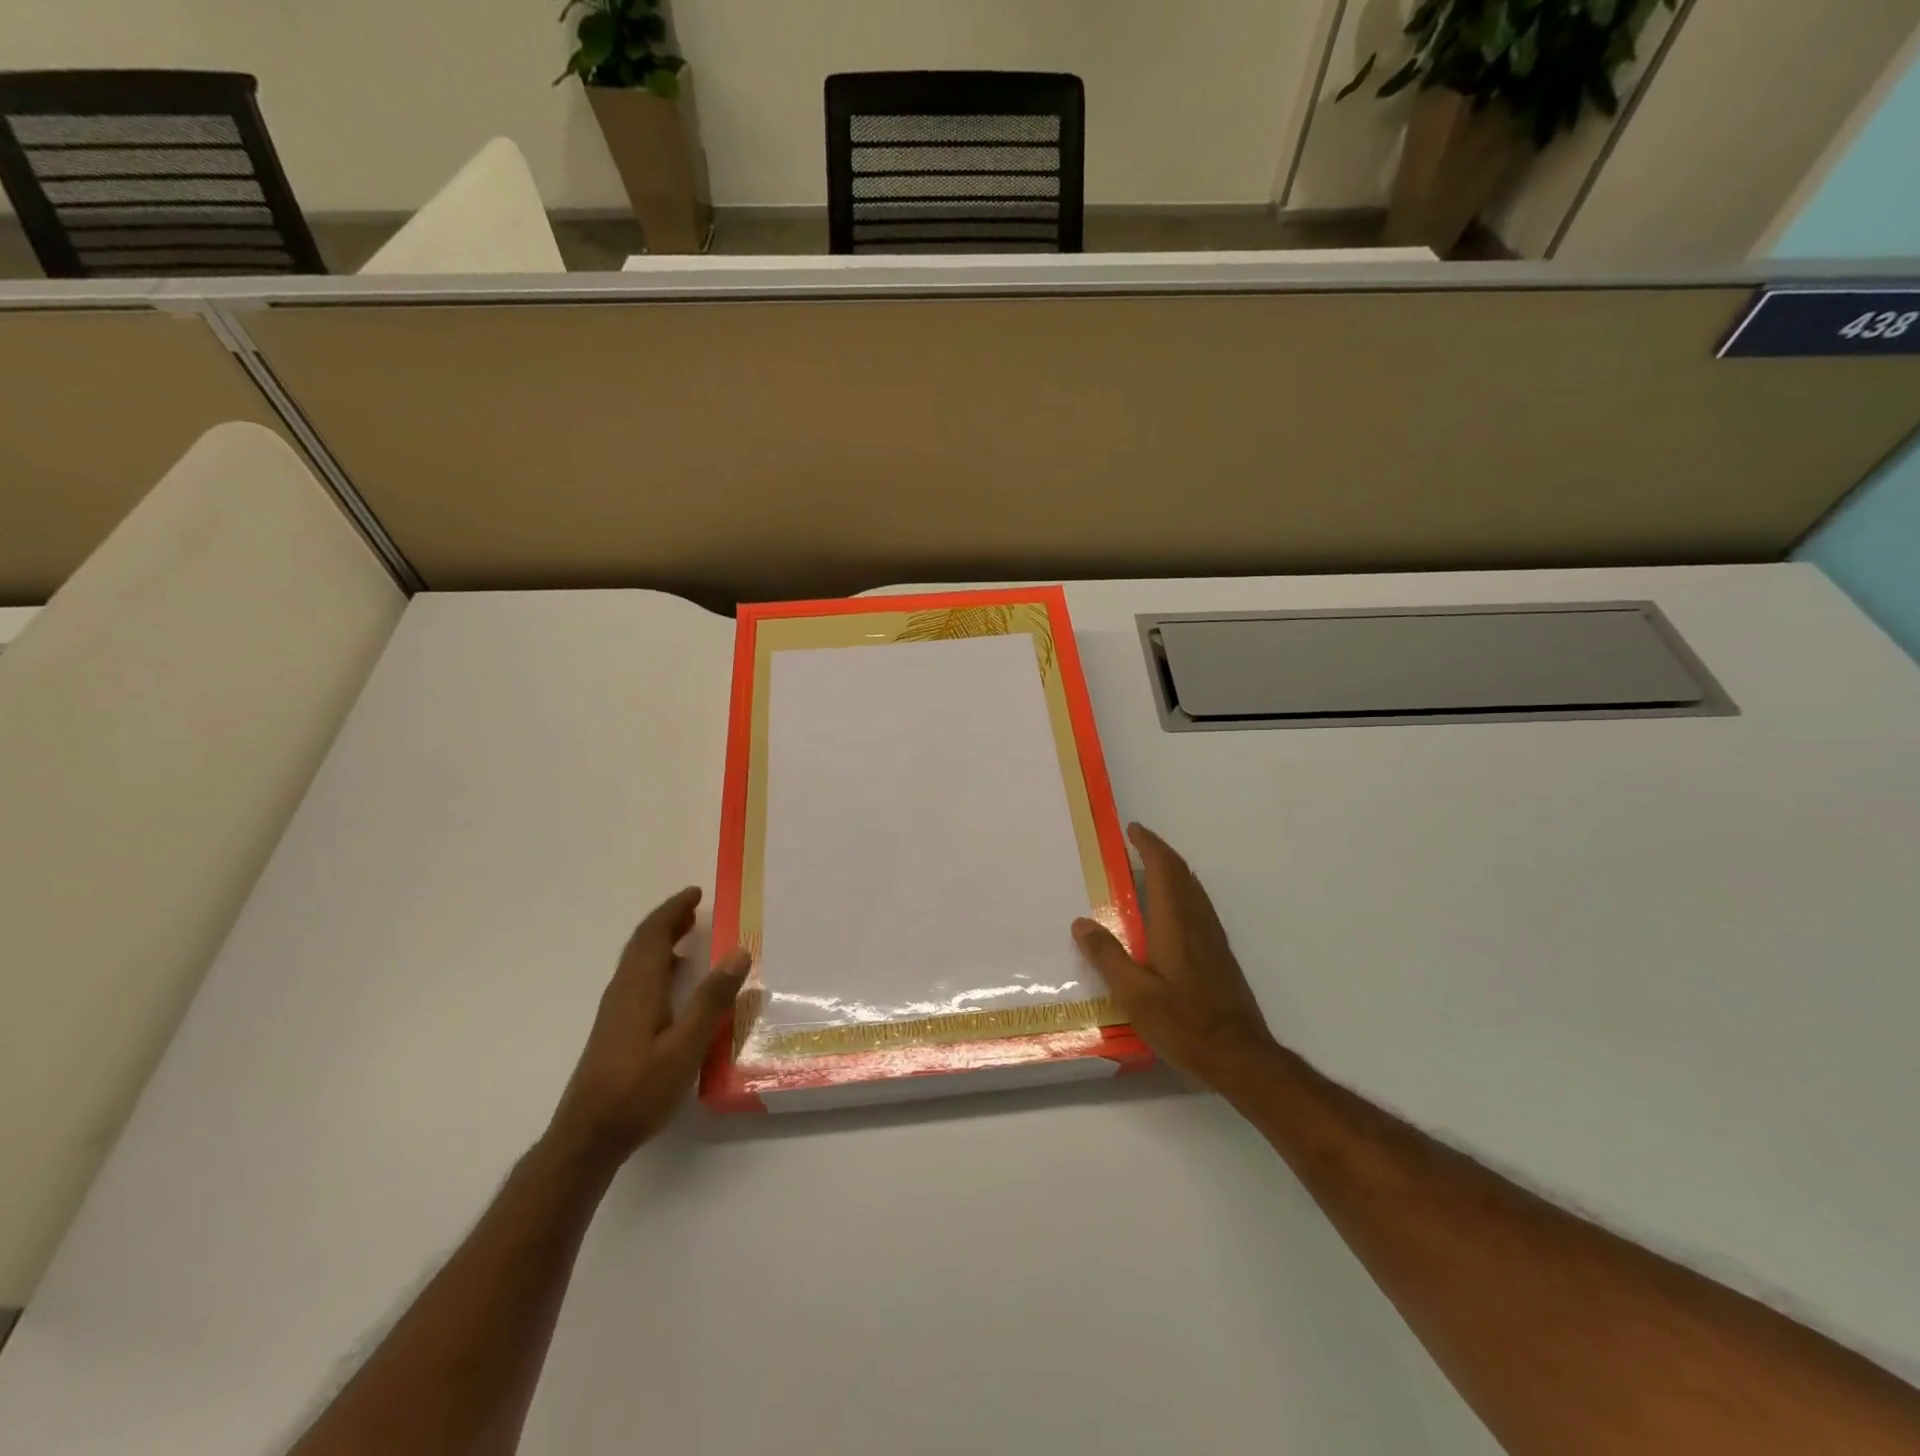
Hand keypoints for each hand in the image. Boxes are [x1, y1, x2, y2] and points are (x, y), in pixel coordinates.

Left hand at [549, 887, 751, 1162]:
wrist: (587, 1137)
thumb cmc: (638, 1090)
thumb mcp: (685, 1046)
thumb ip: (712, 999)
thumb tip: (739, 952)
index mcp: (638, 988)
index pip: (653, 935)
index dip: (673, 910)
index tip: (695, 893)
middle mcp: (623, 992)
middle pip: (642, 944)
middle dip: (667, 921)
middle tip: (694, 907)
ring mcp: (615, 1012)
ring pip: (637, 962)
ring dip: (661, 941)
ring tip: (688, 935)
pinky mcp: (614, 1030)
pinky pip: (637, 979)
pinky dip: (657, 964)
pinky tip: (673, 982)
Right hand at [1073, 823, 1278, 1089]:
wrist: (1241, 1057)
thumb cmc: (1184, 1023)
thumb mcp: (1134, 994)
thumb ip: (1107, 956)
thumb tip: (1081, 922)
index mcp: (1176, 923)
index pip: (1165, 869)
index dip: (1149, 845)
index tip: (1132, 830)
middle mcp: (1198, 922)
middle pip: (1182, 874)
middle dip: (1160, 853)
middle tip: (1136, 843)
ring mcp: (1214, 939)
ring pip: (1194, 890)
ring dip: (1173, 871)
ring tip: (1148, 870)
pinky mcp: (1220, 956)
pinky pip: (1199, 907)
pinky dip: (1181, 892)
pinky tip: (1170, 913)